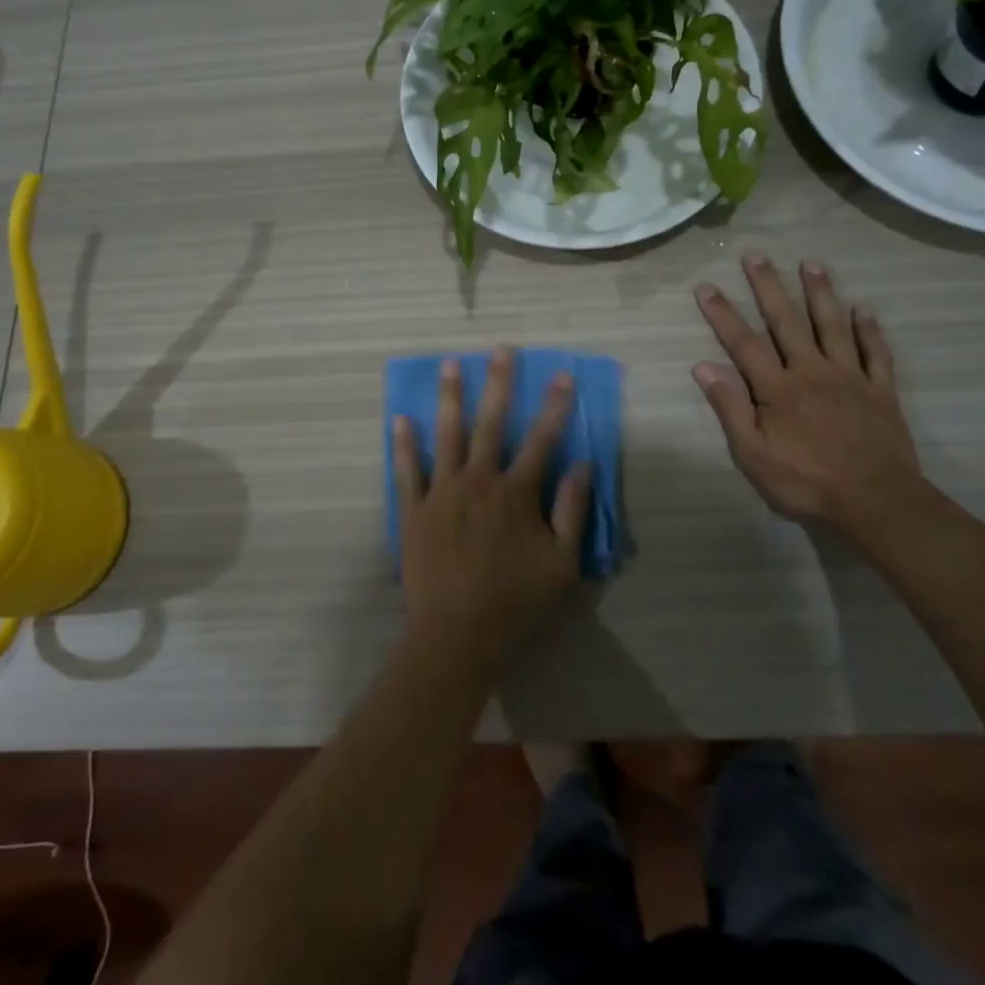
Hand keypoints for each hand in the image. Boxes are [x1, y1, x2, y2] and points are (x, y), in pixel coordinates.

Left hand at [393, 348, 590, 668]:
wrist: (457, 634)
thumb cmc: (516, 602)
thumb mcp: (563, 564)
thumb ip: (573, 511)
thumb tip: (584, 465)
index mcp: (516, 493)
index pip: (541, 439)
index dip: (554, 405)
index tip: (562, 373)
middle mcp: (478, 481)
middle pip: (490, 423)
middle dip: (499, 383)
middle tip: (500, 349)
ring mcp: (441, 493)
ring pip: (446, 435)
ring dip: (450, 397)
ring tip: (449, 364)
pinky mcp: (413, 511)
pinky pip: (406, 471)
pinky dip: (403, 444)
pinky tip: (399, 418)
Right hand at [692, 254, 921, 529]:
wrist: (876, 502)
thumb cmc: (806, 482)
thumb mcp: (753, 454)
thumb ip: (730, 408)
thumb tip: (703, 367)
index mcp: (778, 388)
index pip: (744, 343)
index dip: (722, 314)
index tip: (706, 287)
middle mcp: (812, 372)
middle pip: (786, 322)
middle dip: (768, 287)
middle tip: (755, 255)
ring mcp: (850, 378)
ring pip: (832, 326)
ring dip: (820, 293)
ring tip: (811, 263)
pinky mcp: (880, 391)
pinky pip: (875, 353)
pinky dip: (869, 330)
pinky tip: (864, 310)